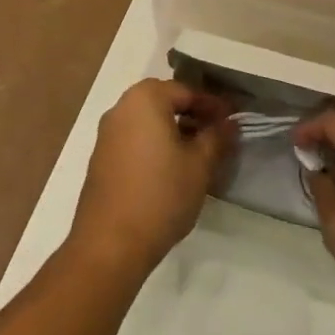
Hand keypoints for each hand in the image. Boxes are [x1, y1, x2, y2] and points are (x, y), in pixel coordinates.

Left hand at [69, 79, 234, 278]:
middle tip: (216, 134)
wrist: (110, 244)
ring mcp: (106, 133)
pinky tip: (171, 168)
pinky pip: (134, 138)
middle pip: (164, 101)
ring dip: (173, 129)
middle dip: (192, 114)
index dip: (213, 105)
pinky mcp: (101, 158)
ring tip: (198, 153)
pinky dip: (155, 143)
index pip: (186, 91)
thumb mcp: (200, 165)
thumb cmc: (161, 195)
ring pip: (148, 120)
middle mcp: (121, 108)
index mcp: (145, 99)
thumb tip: (230, 122)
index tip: (233, 120)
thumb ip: (217, 137)